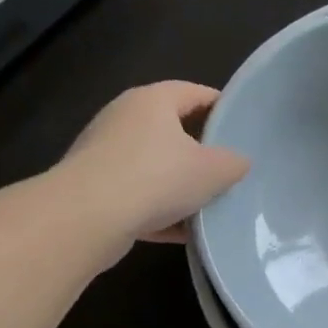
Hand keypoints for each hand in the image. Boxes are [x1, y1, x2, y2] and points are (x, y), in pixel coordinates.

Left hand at [60, 82, 249, 246]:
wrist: (84, 219)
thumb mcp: (213, 170)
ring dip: (179, 187)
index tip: (243, 129)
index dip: (223, 108)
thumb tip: (238, 163)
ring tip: (208, 206)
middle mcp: (124, 118)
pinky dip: (157, 211)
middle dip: (201, 152)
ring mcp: (103, 153)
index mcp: (153, 100)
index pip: (196, 93)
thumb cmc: (155, 178)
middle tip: (228, 170)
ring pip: (153, 166)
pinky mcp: (91, 188)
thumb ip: (233, 163)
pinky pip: (135, 196)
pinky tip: (181, 233)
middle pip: (173, 130)